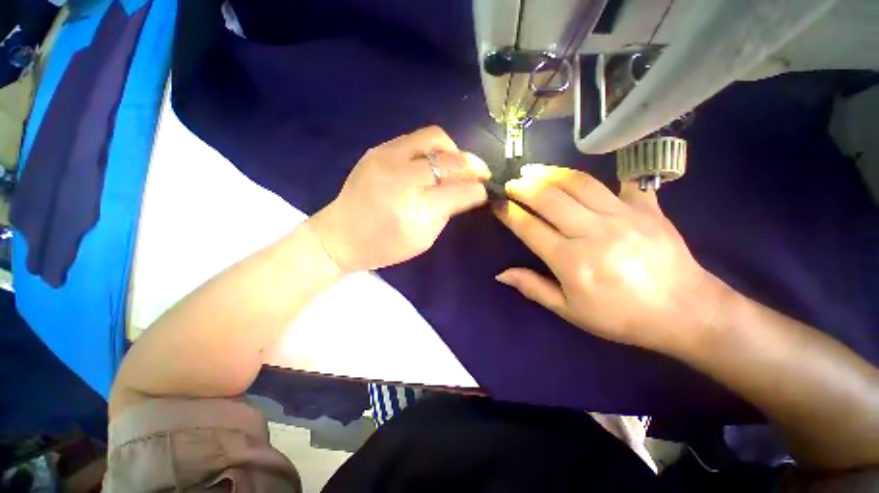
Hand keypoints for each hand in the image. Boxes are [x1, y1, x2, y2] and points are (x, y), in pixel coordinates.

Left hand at [309, 126, 489, 272]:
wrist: (341, 235)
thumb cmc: (385, 246)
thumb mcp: (424, 238)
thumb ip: (448, 211)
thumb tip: (468, 191)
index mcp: (415, 207)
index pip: (461, 190)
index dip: (479, 189)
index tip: (487, 190)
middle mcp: (402, 176)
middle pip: (451, 160)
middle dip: (473, 166)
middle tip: (481, 174)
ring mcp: (387, 156)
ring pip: (436, 138)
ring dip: (454, 152)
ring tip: (457, 166)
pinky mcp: (379, 149)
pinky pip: (417, 139)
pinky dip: (434, 149)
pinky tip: (435, 163)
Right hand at [493, 164, 726, 354]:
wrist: (686, 312)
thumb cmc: (621, 317)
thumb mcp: (570, 311)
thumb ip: (533, 288)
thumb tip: (501, 274)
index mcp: (571, 261)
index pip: (529, 228)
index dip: (509, 213)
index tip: (496, 204)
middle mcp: (593, 232)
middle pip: (549, 198)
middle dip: (523, 187)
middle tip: (510, 183)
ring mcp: (622, 216)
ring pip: (578, 183)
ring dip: (550, 173)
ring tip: (533, 170)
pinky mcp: (647, 208)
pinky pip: (619, 181)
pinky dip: (600, 176)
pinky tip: (582, 177)